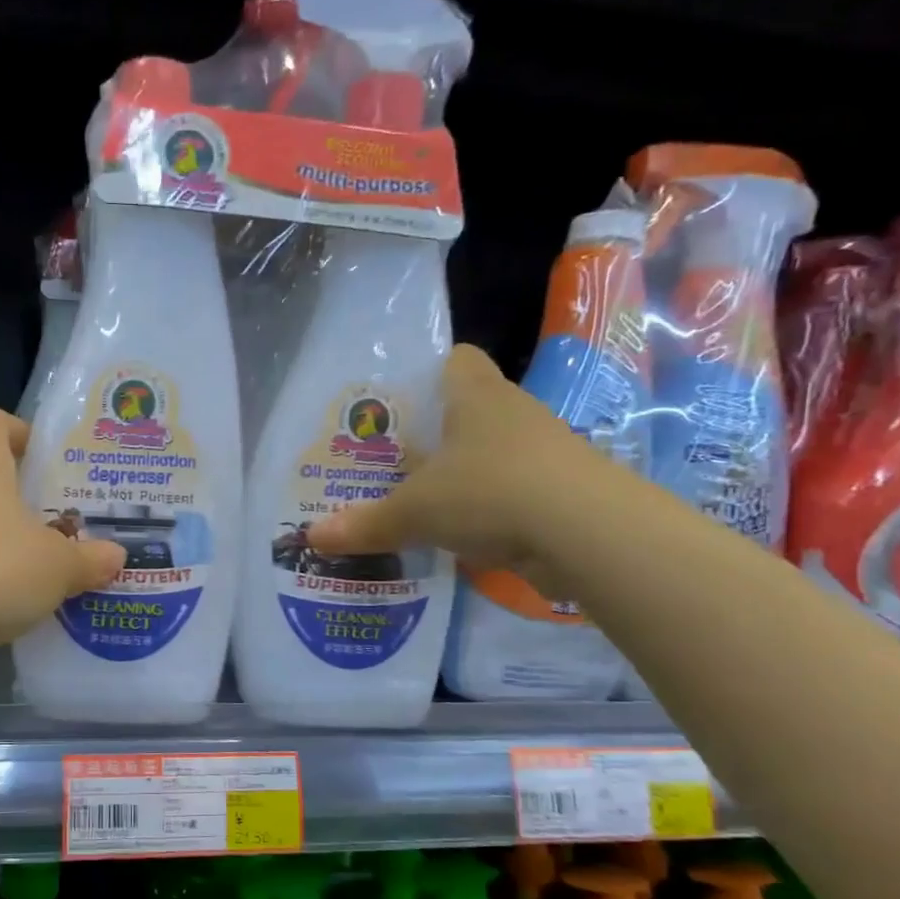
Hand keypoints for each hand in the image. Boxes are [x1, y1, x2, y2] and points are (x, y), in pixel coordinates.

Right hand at [306, 344, 617, 595]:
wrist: (589, 536)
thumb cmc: (490, 494)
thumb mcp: (414, 511)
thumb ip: (364, 524)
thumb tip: (310, 539)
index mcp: (476, 397)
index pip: (456, 359)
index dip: (427, 372)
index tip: (397, 403)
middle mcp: (513, 414)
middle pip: (469, 410)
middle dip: (433, 433)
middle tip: (390, 460)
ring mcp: (543, 453)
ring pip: (491, 453)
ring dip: (461, 474)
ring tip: (418, 500)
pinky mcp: (561, 491)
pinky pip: (511, 491)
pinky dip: (487, 509)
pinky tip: (458, 534)